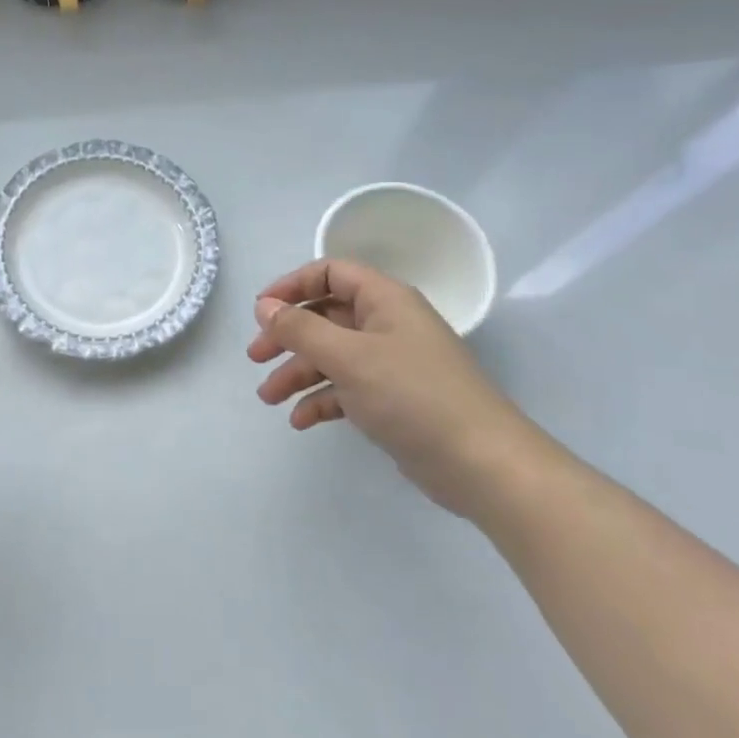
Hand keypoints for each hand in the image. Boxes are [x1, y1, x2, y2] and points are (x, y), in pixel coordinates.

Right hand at [249, 260, 545, 516]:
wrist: (483, 465)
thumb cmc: (412, 395)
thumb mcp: (348, 357)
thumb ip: (300, 329)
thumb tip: (264, 306)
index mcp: (384, 300)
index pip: (330, 273)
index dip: (292, 286)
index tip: (261, 310)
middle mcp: (387, 324)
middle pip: (326, 317)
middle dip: (288, 336)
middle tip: (255, 357)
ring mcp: (392, 364)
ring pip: (332, 356)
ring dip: (298, 372)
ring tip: (268, 398)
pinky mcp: (394, 401)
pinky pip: (347, 389)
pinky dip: (322, 399)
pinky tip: (300, 420)